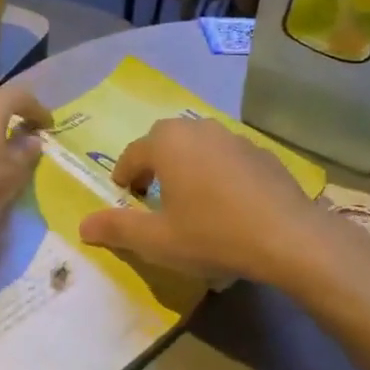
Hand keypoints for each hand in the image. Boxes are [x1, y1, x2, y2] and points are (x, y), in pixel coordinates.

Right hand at [76, 119, 328, 287]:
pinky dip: (217, 173)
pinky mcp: (262, 152)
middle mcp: (198, 129)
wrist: (287, 236)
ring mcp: (234, 137)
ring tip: (189, 200)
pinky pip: (226, 158)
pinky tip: (227, 204)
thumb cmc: (212, 234)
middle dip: (153, 167)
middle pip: (164, 143)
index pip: (132, 155)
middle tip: (152, 198)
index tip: (125, 200)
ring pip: (197, 147)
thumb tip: (82, 225)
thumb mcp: (157, 240)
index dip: (124, 178)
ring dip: (186, 167)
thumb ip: (116, 229)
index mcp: (166, 143)